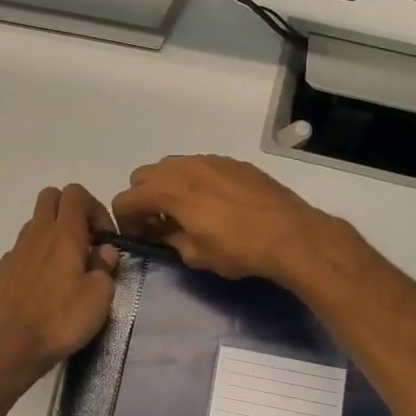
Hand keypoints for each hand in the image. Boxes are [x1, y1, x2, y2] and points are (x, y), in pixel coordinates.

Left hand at [0, 185, 119, 386]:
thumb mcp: (99, 296)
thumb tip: (103, 252)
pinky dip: (36, 259)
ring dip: (53, 235)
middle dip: (71, 211)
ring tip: (67, 270)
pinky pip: (22, 252)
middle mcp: (36, 234)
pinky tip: (43, 289)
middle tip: (85, 242)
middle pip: (51, 197)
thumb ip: (105, 267)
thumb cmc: (61, 320)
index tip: (104, 238)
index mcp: (63, 233)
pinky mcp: (1, 272)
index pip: (76, 193)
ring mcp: (14, 252)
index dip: (95, 208)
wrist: (9, 348)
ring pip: (35, 224)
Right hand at [110, 155, 332, 284]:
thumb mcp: (195, 254)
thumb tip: (159, 232)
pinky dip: (195, 181)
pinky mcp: (232, 162)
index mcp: (167, 190)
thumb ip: (168, 239)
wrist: (290, 233)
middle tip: (159, 223)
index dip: (125, 222)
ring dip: (168, 187)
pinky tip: (215, 203)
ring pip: (172, 166)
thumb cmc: (237, 249)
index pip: (125, 200)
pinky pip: (200, 166)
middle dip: (143, 199)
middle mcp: (183, 167)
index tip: (141, 238)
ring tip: (187, 212)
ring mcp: (209, 160)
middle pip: (143, 176)